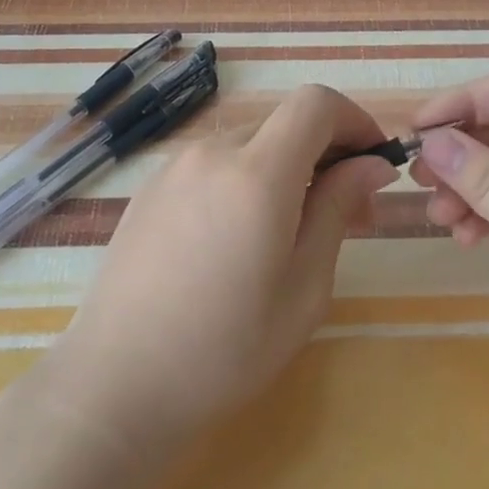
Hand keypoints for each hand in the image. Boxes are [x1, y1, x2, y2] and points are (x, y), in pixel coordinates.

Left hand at [42, 84, 396, 459]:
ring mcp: (174, 167)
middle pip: (285, 124)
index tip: (374, 164)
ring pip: (250, 144)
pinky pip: (214, 164)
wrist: (115, 385)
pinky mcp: (150, 188)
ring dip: (286, 169)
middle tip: (348, 215)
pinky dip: (245, 180)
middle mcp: (213, 152)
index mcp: (257, 172)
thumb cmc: (225, 349)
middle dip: (327, 154)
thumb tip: (373, 164)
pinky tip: (240, 239)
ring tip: (292, 233)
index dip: (355, 120)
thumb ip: (339, 209)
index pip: (316, 103)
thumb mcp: (304, 287)